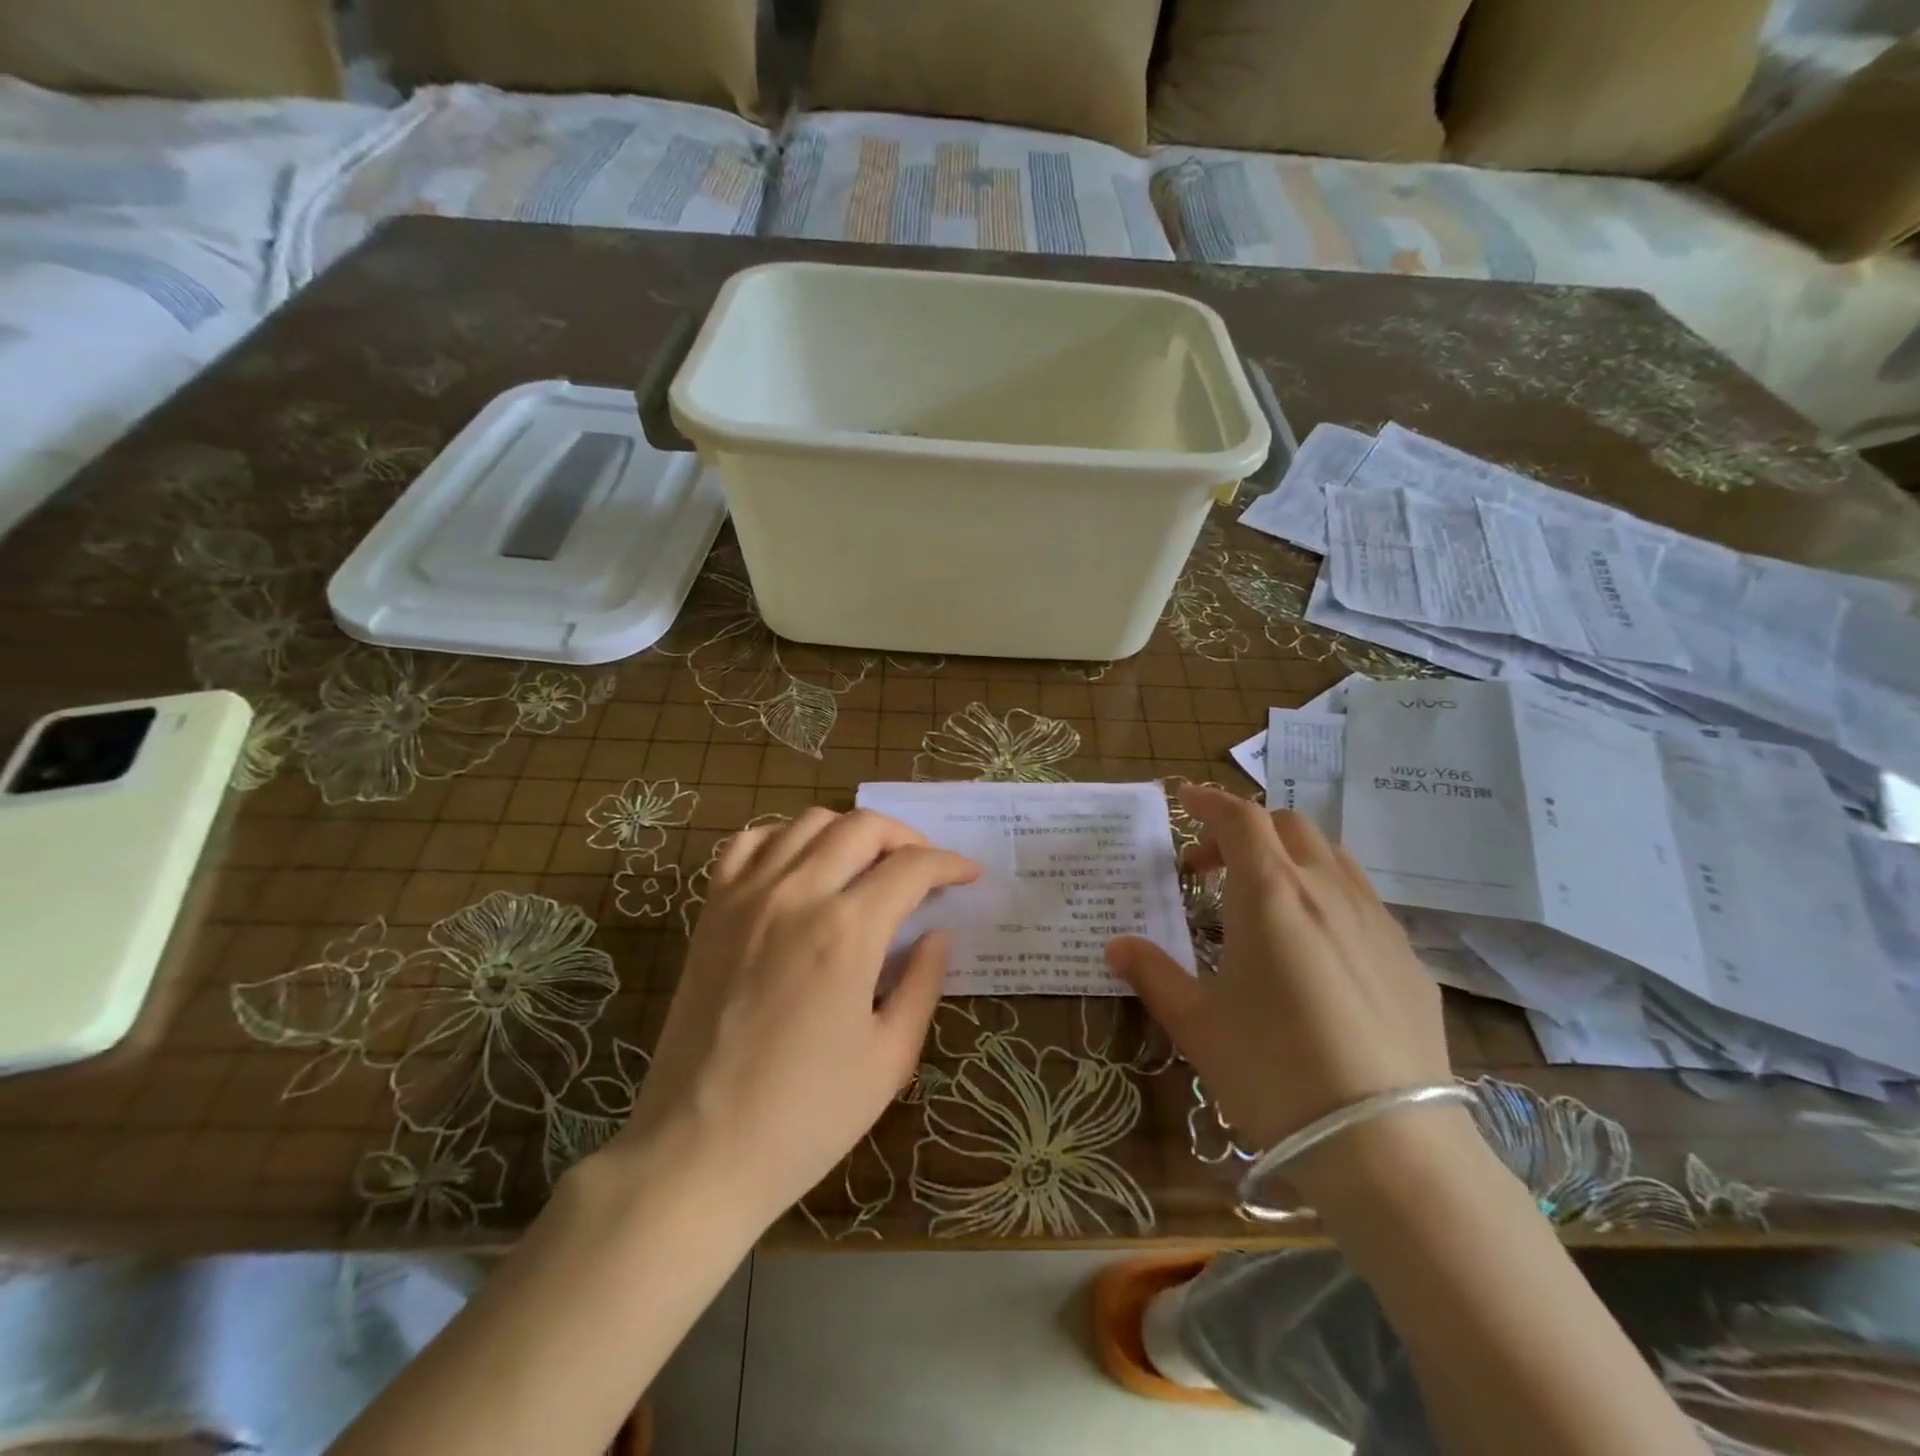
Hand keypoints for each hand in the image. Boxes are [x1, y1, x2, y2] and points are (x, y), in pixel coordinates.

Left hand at [623, 808, 978, 1226]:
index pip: (912, 868)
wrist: (698, 1152)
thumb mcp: (889, 1058)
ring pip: (808, 822)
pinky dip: (783, 838)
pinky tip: (800, 867)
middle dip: (906, 838)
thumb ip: (923, 983)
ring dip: (849, 832)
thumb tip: (937, 934)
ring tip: (867, 865)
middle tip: (925, 869)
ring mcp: (746, 897)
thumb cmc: (805, 1117)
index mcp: (847, 932)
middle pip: (862, 827)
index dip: (950, 864)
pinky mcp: (711, 911)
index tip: (968, 875)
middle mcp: (797, 895)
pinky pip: (748, 843)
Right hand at [1106, 785, 1463, 1199]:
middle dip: (1245, 830)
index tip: (1185, 799)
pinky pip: (1363, 900)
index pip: (1240, 819)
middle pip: (1288, 826)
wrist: (1388, 1145)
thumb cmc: (1273, 1071)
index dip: (1210, 801)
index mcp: (1270, 894)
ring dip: (1290, 857)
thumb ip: (1153, 974)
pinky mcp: (1409, 960)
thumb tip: (1116, 945)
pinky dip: (1327, 894)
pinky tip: (1317, 947)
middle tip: (1211, 868)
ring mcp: (1377, 922)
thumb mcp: (1197, 1024)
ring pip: (1332, 857)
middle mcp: (1327, 891)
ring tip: (1264, 898)